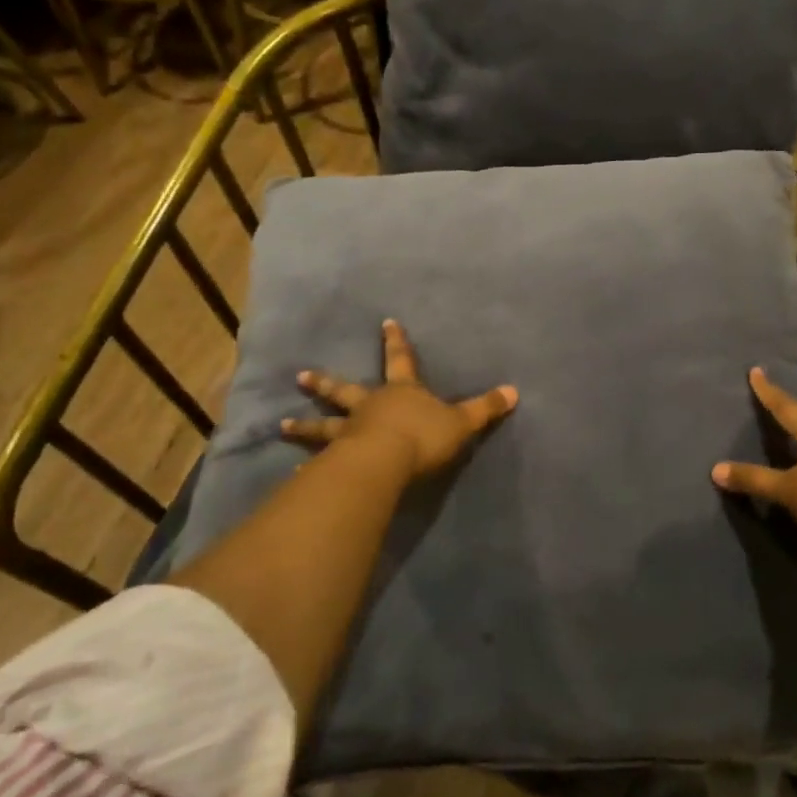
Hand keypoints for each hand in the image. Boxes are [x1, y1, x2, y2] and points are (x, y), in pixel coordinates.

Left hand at [283, 319, 517, 477]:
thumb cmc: (424, 437)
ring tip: (282, 425)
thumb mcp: (463, 422)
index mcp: (401, 392)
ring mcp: (349, 432)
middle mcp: (370, 406)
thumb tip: (514, 391)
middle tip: (301, 376)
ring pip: (324, 425)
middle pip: (345, 391)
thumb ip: (486, 409)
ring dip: (305, 425)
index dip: (396, 341)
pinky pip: (321, 461)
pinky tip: (294, 474)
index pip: (401, 360)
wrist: (386, 462)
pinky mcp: (337, 460)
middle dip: (326, 383)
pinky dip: (308, 467)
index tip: (385, 322)